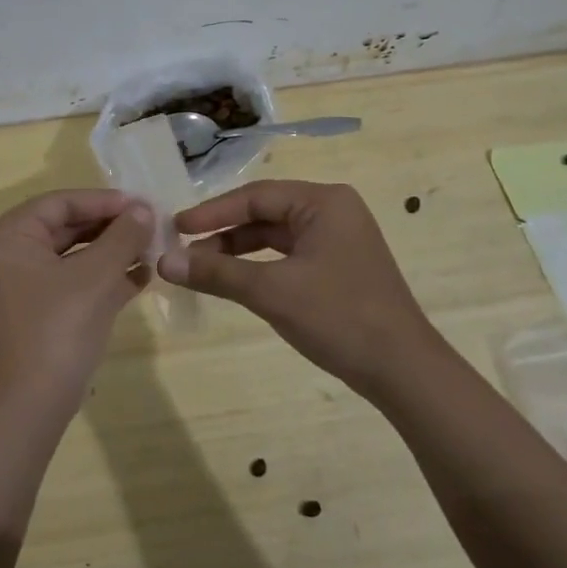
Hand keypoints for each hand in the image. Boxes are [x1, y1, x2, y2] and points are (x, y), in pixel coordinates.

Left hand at [0, 189, 153, 414]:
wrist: (31, 406)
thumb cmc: (58, 328)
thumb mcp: (96, 276)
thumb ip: (122, 236)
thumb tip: (145, 209)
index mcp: (10, 237)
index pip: (61, 203)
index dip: (104, 201)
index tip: (143, 204)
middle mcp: (11, 256)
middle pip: (67, 227)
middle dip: (111, 227)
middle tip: (152, 224)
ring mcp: (23, 286)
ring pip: (74, 256)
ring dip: (113, 252)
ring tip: (153, 248)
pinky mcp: (40, 312)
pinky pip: (74, 282)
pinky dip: (105, 278)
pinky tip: (142, 276)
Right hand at [158, 180, 440, 402]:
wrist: (404, 371)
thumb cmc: (339, 317)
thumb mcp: (271, 291)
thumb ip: (216, 273)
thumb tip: (163, 261)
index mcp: (323, 202)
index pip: (255, 196)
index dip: (212, 212)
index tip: (175, 227)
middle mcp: (333, 211)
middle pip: (264, 213)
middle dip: (223, 233)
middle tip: (183, 250)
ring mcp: (338, 239)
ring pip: (275, 236)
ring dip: (238, 251)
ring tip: (200, 268)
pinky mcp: (338, 266)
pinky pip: (288, 256)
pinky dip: (259, 267)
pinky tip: (234, 281)